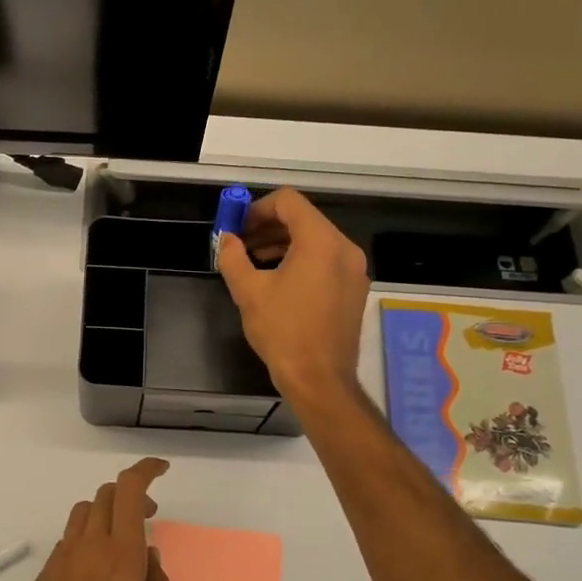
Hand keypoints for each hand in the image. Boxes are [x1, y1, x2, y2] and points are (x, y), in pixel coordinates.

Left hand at [13, 458, 173, 580]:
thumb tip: (151, 559)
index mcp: (122, 555)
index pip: (129, 490)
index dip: (146, 470)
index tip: (162, 470)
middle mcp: (90, 546)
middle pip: (106, 494)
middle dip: (131, 494)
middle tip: (149, 516)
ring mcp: (63, 558)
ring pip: (84, 512)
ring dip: (106, 512)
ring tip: (121, 540)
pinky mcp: (45, 574)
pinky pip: (69, 539)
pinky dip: (87, 537)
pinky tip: (95, 570)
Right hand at [216, 188, 369, 404]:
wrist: (319, 379)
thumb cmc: (283, 331)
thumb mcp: (248, 292)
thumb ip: (233, 257)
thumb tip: (226, 239)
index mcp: (320, 241)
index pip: (288, 201)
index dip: (257, 208)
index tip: (237, 227)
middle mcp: (344, 247)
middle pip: (303, 219)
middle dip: (268, 227)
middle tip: (241, 245)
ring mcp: (354, 269)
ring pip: (315, 240)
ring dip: (283, 244)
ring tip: (254, 264)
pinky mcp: (354, 289)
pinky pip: (326, 260)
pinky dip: (301, 261)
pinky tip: (278, 282)